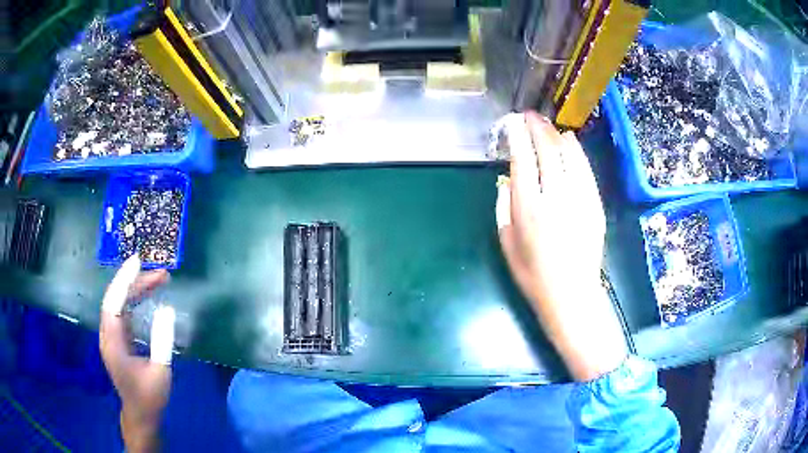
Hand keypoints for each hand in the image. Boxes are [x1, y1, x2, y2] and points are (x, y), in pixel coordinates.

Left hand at [99, 255, 174, 452]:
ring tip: (159, 279)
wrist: (140, 414)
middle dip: (135, 281)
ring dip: (136, 288)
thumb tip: (167, 309)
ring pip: (120, 302)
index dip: (123, 281)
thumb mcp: (160, 371)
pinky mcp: (118, 338)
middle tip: (160, 273)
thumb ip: (162, 340)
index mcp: (113, 343)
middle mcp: (107, 334)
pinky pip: (124, 310)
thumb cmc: (150, 396)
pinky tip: (148, 295)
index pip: (113, 303)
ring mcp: (111, 335)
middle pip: (116, 298)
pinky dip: (135, 299)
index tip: (137, 262)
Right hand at [497, 112, 626, 380]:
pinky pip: (585, 169)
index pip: (523, 159)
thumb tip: (506, 179)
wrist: (571, 295)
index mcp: (528, 208)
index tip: (513, 122)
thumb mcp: (506, 243)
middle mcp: (555, 197)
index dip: (518, 135)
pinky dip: (576, 152)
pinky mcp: (595, 204)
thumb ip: (503, 207)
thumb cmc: (532, 275)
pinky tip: (569, 142)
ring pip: (569, 155)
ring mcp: (579, 199)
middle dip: (537, 128)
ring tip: (548, 125)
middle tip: (530, 116)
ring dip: (556, 135)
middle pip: (547, 150)